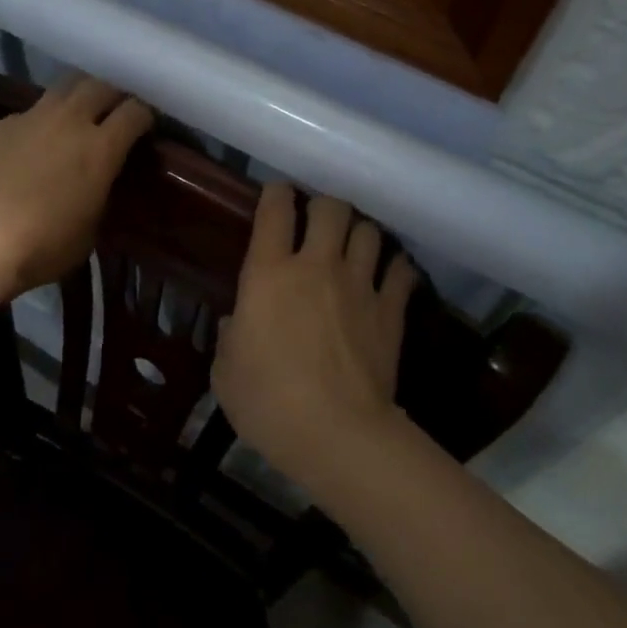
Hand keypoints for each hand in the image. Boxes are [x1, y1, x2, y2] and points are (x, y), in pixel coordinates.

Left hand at [0, 76, 153, 300]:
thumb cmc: (45, 245)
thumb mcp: (91, 227)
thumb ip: (101, 192)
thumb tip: (99, 181)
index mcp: (100, 147)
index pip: (136, 111)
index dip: (145, 116)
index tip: (145, 127)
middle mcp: (69, 120)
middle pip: (100, 85)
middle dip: (113, 94)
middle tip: (114, 112)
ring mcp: (31, 118)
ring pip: (63, 89)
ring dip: (77, 98)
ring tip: (76, 117)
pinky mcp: (0, 126)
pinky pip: (28, 114)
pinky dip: (39, 124)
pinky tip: (31, 147)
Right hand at [212, 183, 418, 490]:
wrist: (337, 434)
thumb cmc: (268, 402)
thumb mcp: (226, 371)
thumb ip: (231, 336)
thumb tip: (240, 322)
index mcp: (268, 273)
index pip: (275, 210)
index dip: (276, 194)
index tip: (276, 196)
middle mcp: (316, 266)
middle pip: (330, 207)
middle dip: (323, 207)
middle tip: (317, 223)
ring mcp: (358, 285)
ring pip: (368, 231)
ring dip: (359, 233)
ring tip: (353, 246)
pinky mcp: (390, 310)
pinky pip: (401, 271)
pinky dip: (396, 268)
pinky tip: (390, 275)